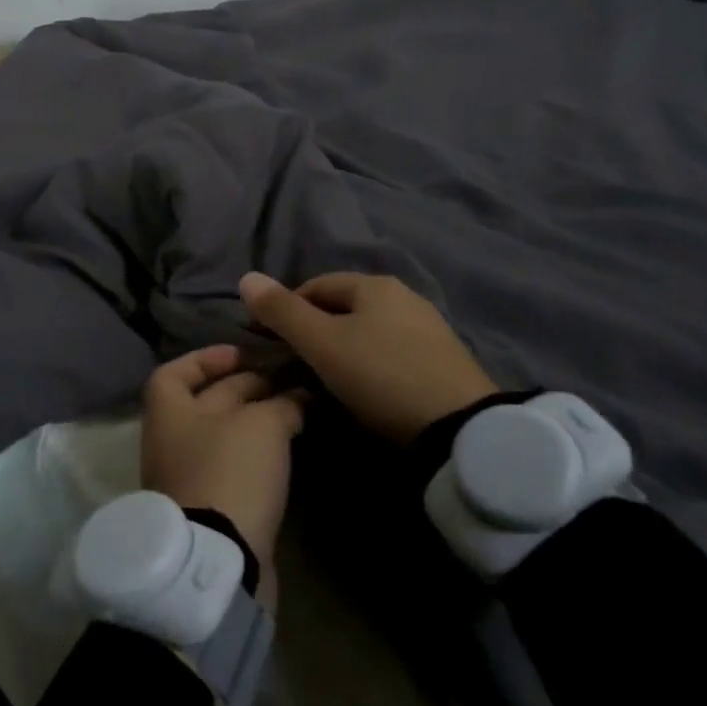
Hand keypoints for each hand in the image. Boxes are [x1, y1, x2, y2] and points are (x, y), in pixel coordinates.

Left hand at [142, 345, 304, 603]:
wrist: (219, 558)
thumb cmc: (229, 471)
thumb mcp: (262, 425)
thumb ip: (282, 403)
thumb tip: (299, 397)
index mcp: (169, 411)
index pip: (176, 371)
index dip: (207, 358)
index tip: (244, 354)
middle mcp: (173, 440)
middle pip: (208, 401)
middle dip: (247, 386)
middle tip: (290, 379)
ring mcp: (190, 476)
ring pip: (225, 435)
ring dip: (257, 420)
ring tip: (297, 409)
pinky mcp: (212, 507)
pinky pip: (234, 466)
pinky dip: (258, 452)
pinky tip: (288, 447)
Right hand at [238, 271, 496, 444]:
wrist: (459, 428)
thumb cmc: (381, 376)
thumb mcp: (322, 344)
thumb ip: (282, 312)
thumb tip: (246, 277)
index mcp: (375, 285)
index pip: (315, 285)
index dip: (285, 308)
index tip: (267, 340)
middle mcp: (404, 296)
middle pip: (343, 307)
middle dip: (314, 328)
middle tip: (293, 362)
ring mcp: (428, 328)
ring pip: (367, 330)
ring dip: (341, 347)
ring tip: (324, 378)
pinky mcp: (442, 360)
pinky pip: (390, 351)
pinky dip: (368, 362)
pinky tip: (364, 388)